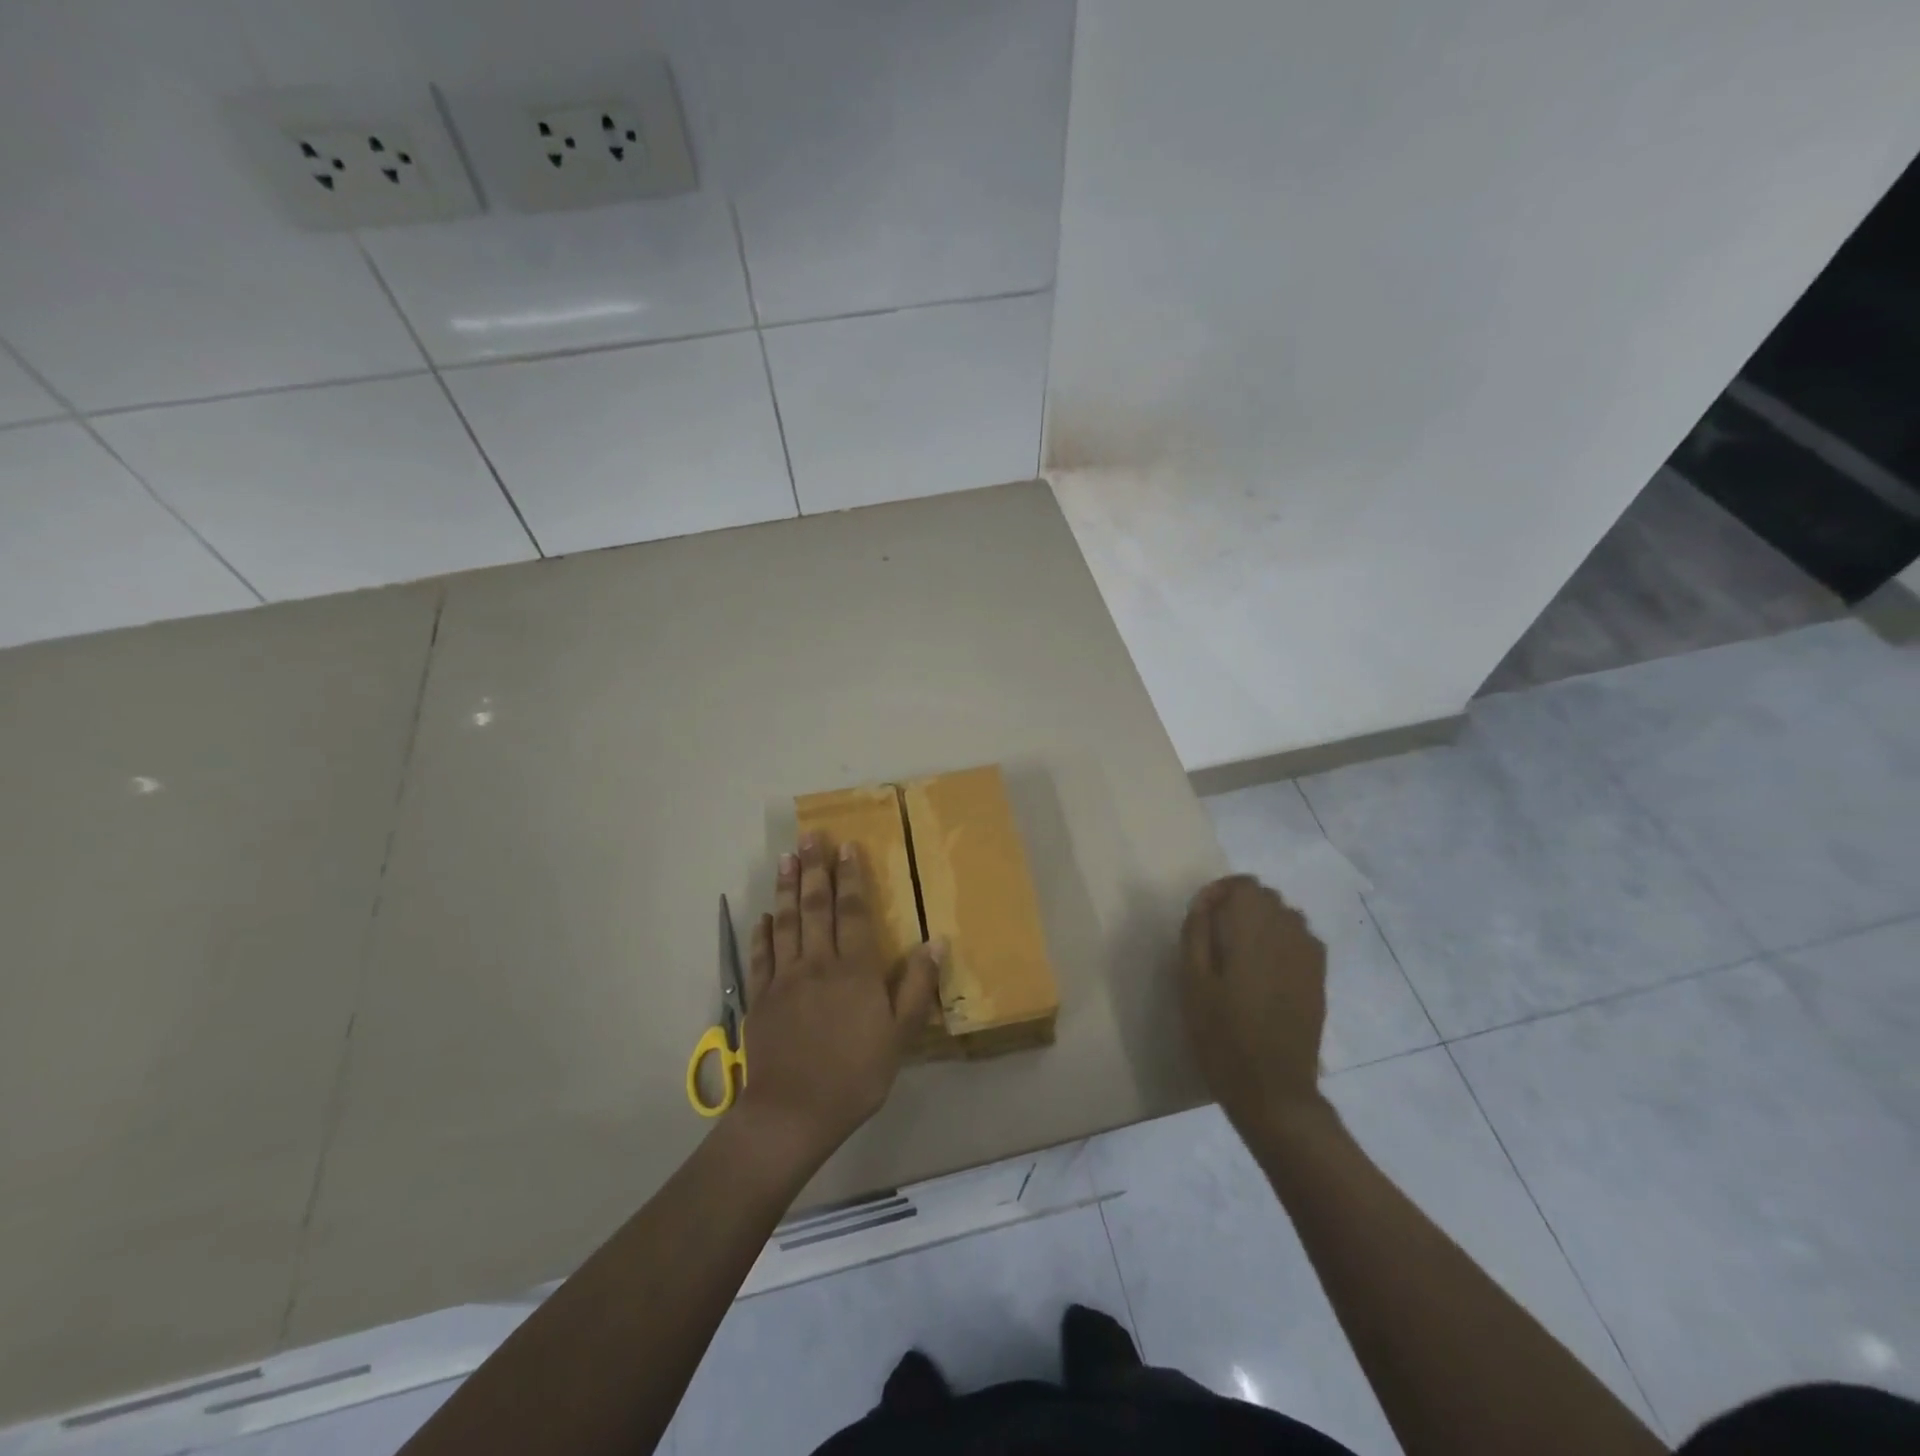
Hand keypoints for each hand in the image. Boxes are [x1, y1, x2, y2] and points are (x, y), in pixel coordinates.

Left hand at [735, 834, 938, 1168]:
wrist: (793, 1112)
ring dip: (787, 888)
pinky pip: (761, 956)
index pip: (854, 911)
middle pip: (816, 906)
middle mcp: (818, 963)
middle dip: (815, 869)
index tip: (846, 846)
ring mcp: (784, 978)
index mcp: (854, 969)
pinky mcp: (760, 998)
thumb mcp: (900, 1035)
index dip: (851, 877)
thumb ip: (916, 986)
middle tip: (810, 836)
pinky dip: (763, 932)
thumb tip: (935, 941)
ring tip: (786, 858)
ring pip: (786, 922)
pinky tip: (764, 916)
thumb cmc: (856, 1075)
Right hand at [1180, 875, 1328, 1132]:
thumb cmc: (1222, 1035)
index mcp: (1254, 930)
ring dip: (1261, 922)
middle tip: (1214, 938)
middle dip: (1239, 906)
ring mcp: (1309, 955)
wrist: (1273, 1090)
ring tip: (1238, 954)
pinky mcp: (1319, 977)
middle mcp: (1288, 932)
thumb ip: (1196, 933)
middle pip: (1266, 897)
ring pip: (1285, 916)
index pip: (1244, 885)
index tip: (1200, 918)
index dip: (1219, 892)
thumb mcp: (1192, 983)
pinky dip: (1280, 941)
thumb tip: (1205, 903)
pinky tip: (1264, 971)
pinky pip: (1300, 939)